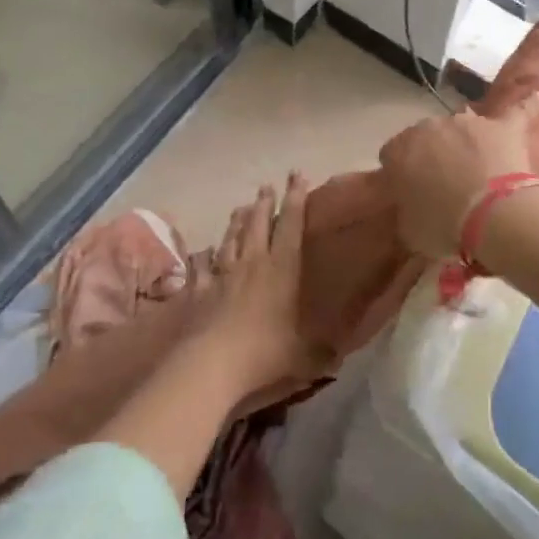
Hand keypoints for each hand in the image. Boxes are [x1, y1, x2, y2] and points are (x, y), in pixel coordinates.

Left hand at [190, 173, 329, 394]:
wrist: (211, 363)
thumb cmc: (265, 352)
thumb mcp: (303, 356)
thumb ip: (320, 354)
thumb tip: (338, 358)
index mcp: (282, 269)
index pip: (292, 225)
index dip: (296, 198)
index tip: (298, 175)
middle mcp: (253, 263)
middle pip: (258, 224)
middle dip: (265, 202)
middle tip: (267, 185)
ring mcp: (223, 275)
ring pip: (231, 239)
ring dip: (236, 222)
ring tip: (240, 207)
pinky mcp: (200, 291)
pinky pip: (201, 268)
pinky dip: (202, 258)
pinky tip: (201, 252)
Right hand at [377, 92, 538, 259]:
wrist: (491, 217)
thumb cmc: (443, 226)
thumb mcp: (409, 229)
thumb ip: (406, 210)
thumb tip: (412, 207)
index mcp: (400, 150)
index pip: (391, 155)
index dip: (401, 174)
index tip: (410, 193)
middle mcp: (430, 127)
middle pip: (427, 137)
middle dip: (433, 155)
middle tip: (444, 186)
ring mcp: (469, 122)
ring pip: (464, 126)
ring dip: (466, 142)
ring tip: (478, 167)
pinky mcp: (504, 126)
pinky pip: (517, 110)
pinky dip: (527, 105)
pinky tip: (537, 96)